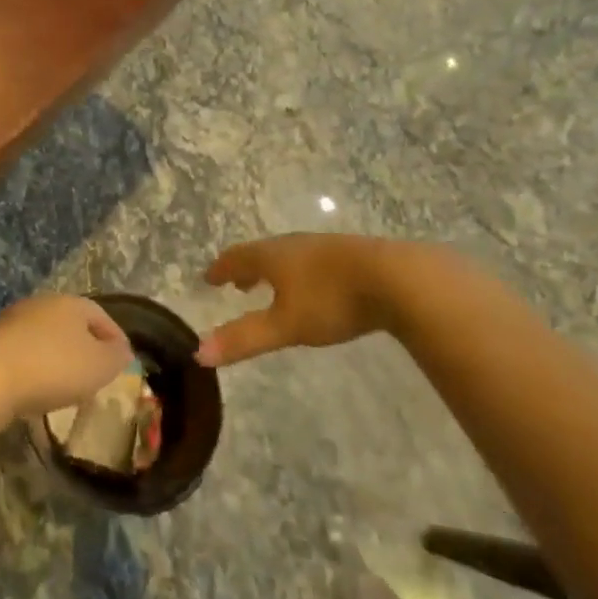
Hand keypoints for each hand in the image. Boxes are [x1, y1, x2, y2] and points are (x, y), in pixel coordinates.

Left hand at [0, 295, 133, 420]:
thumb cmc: (54, 368)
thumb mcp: (99, 365)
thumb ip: (116, 356)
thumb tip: (122, 349)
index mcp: (71, 302)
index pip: (101, 315)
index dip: (116, 337)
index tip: (124, 360)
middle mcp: (42, 302)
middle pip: (72, 322)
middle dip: (86, 345)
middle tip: (97, 372)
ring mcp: (15, 319)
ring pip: (47, 335)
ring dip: (60, 355)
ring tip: (68, 383)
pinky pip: (26, 351)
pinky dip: (38, 365)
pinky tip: (39, 385)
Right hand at [197, 234, 405, 367]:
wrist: (398, 279)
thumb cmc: (332, 300)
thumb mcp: (285, 325)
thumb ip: (244, 338)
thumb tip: (199, 353)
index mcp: (272, 256)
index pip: (237, 258)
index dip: (221, 269)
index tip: (209, 277)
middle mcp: (294, 245)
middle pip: (262, 253)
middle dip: (247, 268)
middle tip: (237, 283)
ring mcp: (326, 248)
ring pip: (290, 255)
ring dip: (275, 269)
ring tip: (271, 285)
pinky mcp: (353, 255)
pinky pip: (314, 261)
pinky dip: (301, 272)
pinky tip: (315, 286)